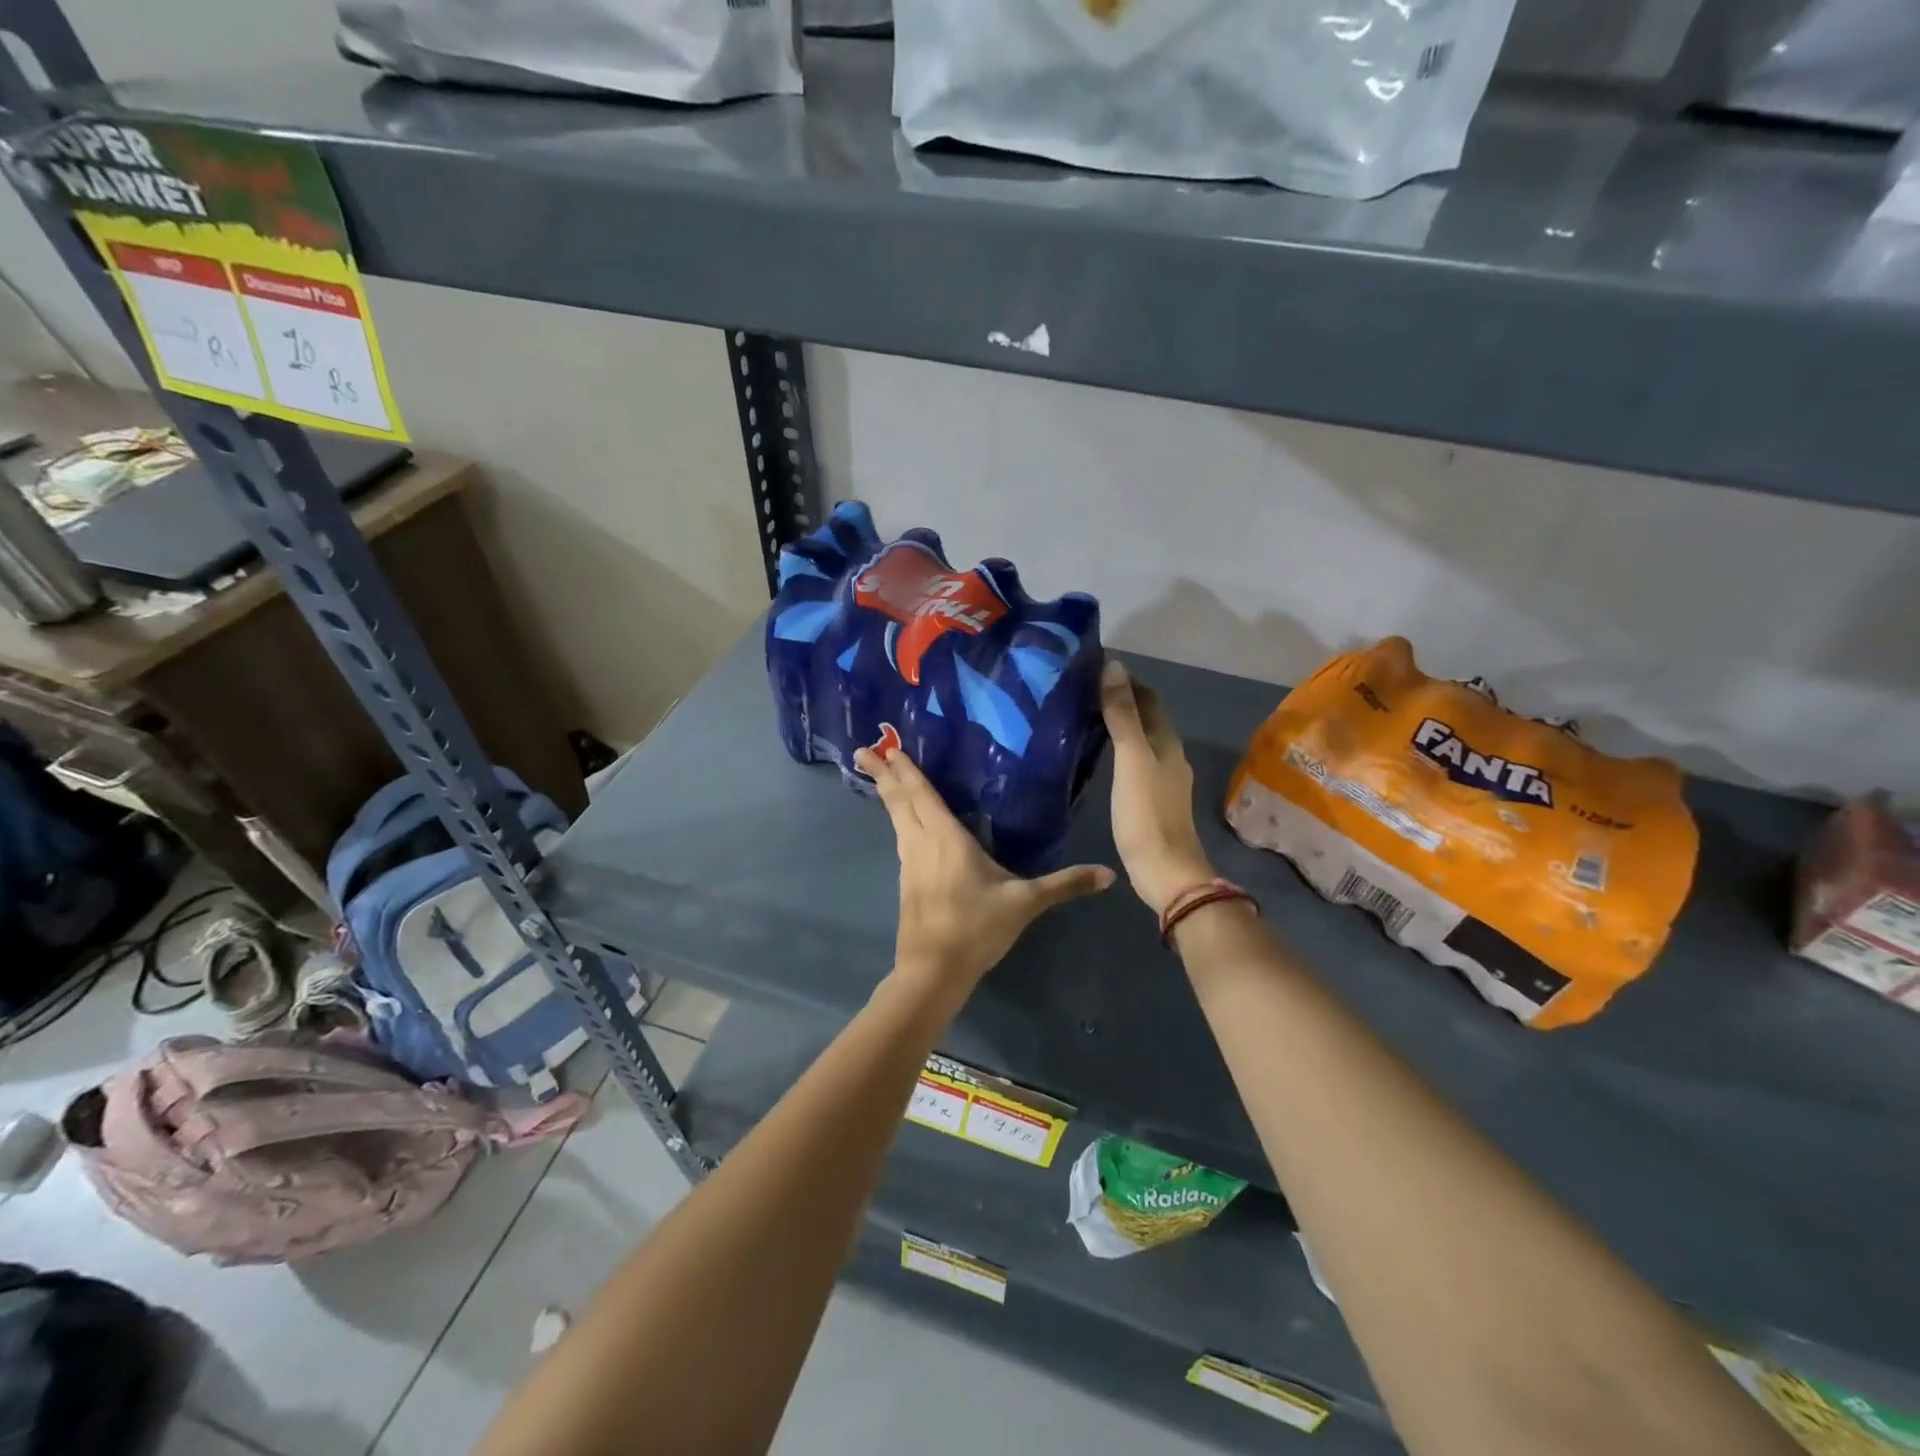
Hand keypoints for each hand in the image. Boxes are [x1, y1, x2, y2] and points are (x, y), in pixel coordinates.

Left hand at [855, 742, 1113, 994]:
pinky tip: (902, 822)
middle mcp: (922, 843)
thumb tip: (1109, 874)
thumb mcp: (1025, 904)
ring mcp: (910, 863)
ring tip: (877, 775)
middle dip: (882, 773)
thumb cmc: (976, 929)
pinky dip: (897, 818)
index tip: (885, 745)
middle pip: (899, 801)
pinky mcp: (907, 881)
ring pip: (896, 819)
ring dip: (887, 794)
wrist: (934, 971)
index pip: (921, 794)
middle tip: (862, 749)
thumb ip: (1065, 884)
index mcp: (946, 838)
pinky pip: (900, 837)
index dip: (905, 768)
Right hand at [1100, 660, 1214, 914]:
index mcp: (1167, 742)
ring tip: (1087, 717)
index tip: (1094, 668)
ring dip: (1121, 725)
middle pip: (1148, 718)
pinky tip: (1101, 757)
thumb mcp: (1131, 759)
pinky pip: (1136, 762)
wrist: (1165, 871)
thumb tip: (1114, 666)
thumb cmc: (1146, 813)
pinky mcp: (1152, 800)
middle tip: (1084, 690)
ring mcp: (1163, 779)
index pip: (1149, 698)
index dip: (1126, 681)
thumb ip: (1123, 714)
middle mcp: (1170, 755)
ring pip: (1143, 740)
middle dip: (1123, 700)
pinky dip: (1120, 749)